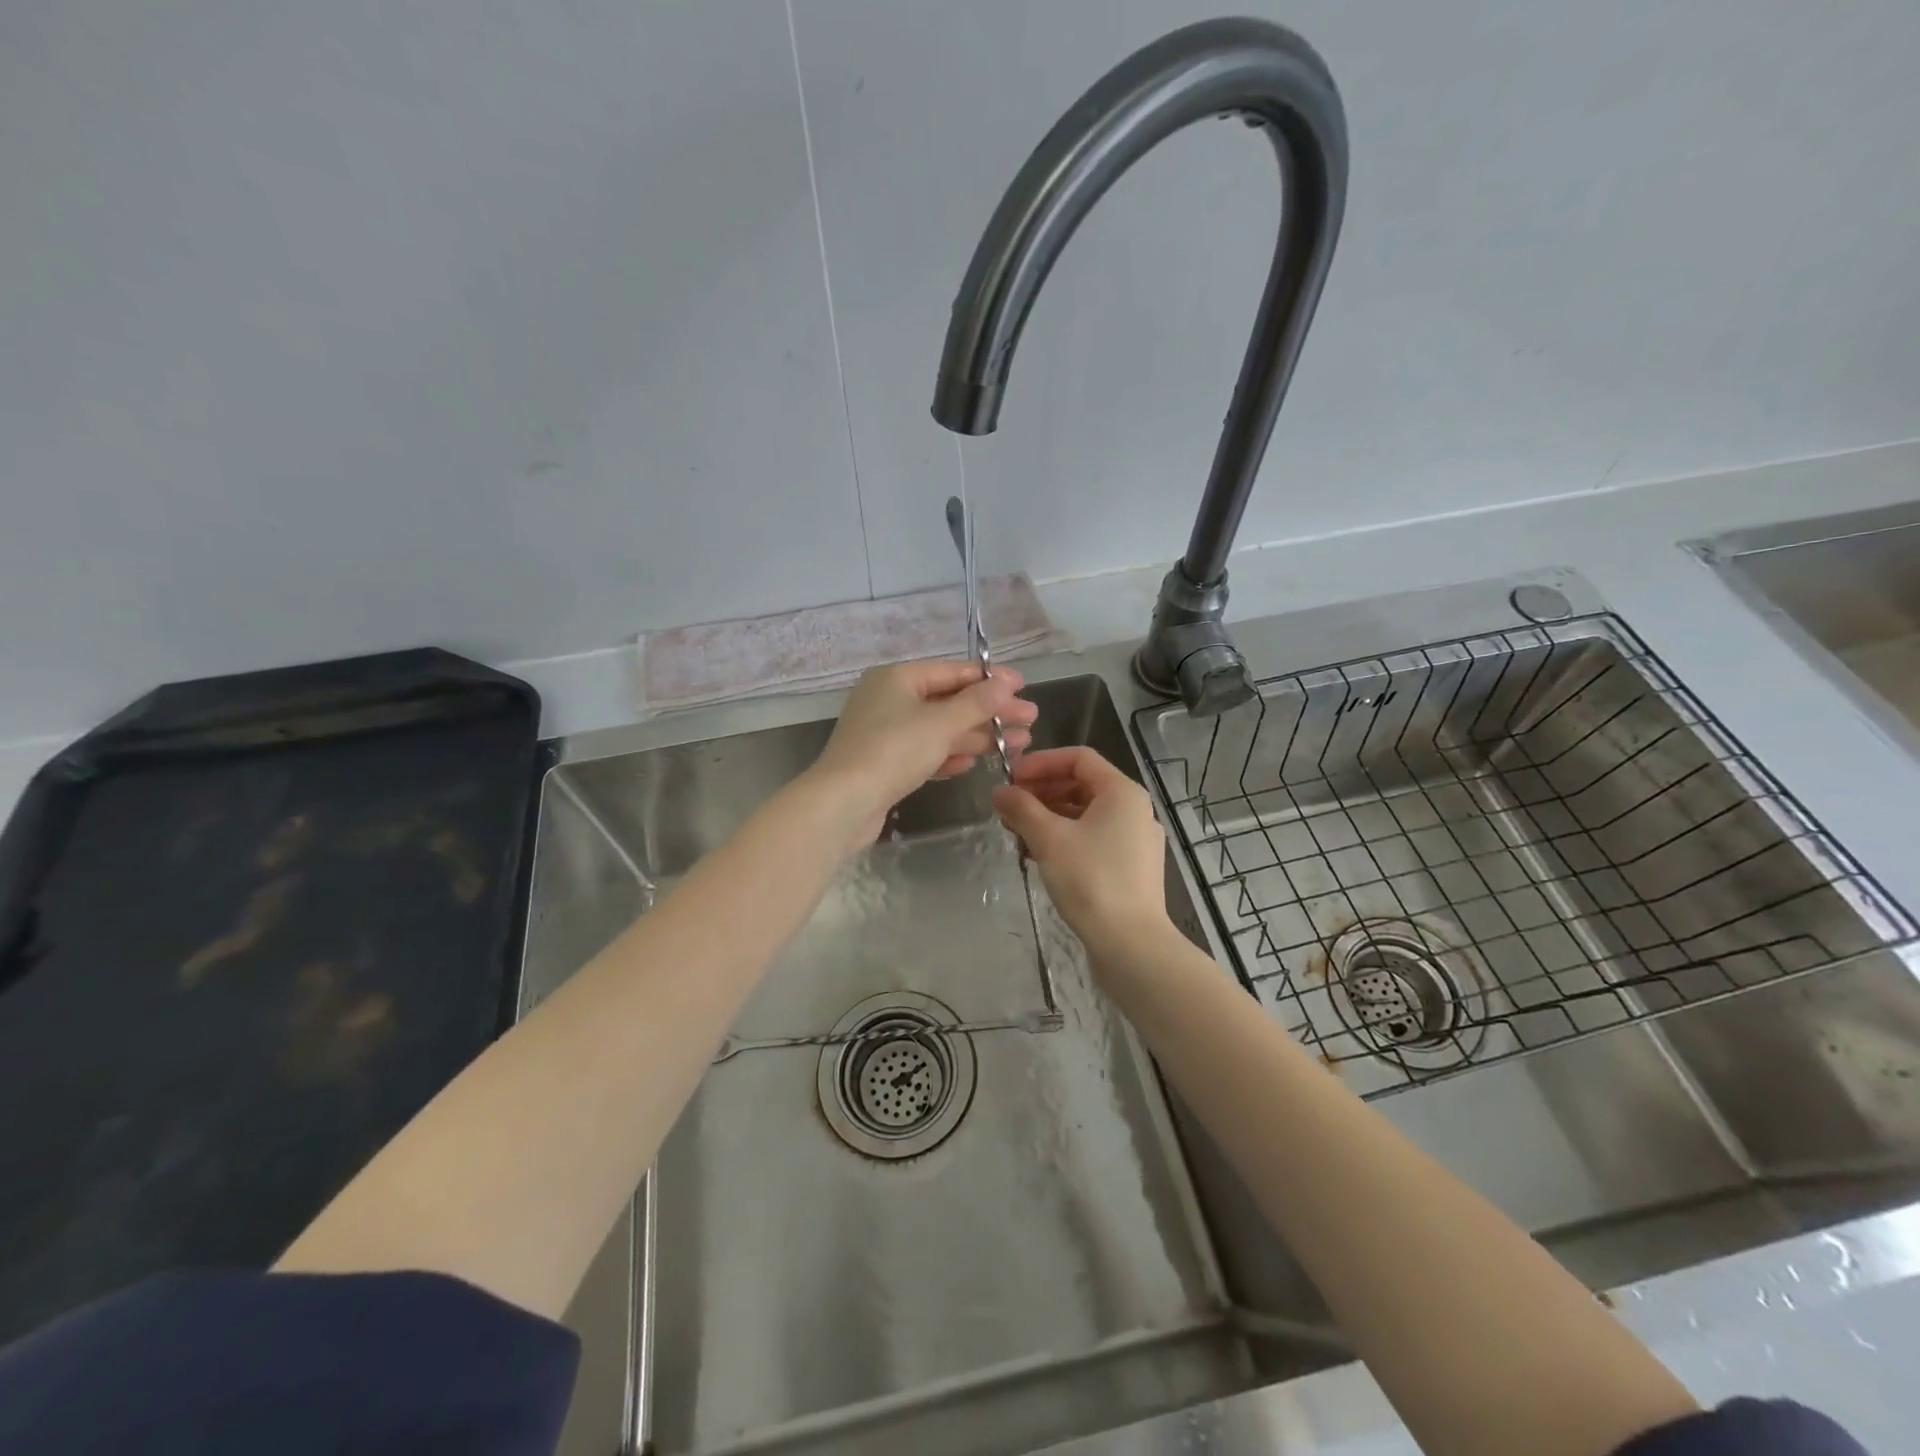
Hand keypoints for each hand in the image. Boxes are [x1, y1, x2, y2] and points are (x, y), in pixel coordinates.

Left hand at [808, 660, 1035, 844]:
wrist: (843, 803)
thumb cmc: (893, 751)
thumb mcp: (940, 723)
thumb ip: (976, 703)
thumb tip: (1006, 682)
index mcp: (897, 678)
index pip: (952, 672)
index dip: (990, 680)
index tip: (1023, 687)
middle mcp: (889, 700)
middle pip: (949, 702)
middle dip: (990, 712)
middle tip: (1030, 721)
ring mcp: (885, 733)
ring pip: (940, 729)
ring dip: (976, 736)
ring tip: (1016, 744)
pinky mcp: (884, 764)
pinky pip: (925, 753)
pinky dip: (949, 755)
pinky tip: (974, 764)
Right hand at [992, 747, 1171, 954]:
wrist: (1131, 944)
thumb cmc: (1091, 880)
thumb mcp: (1049, 838)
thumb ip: (1021, 808)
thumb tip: (999, 791)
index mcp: (1122, 792)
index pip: (1079, 758)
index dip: (1041, 762)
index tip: (1010, 778)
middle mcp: (1134, 809)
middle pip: (1082, 785)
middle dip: (1041, 792)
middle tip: (1008, 807)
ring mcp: (1135, 840)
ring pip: (1085, 814)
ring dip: (1049, 817)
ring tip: (1017, 832)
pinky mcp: (1131, 867)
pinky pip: (1093, 838)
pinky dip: (1064, 838)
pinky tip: (1037, 855)